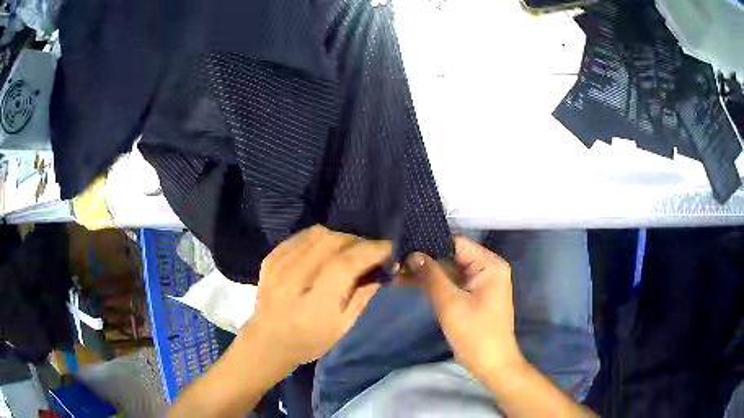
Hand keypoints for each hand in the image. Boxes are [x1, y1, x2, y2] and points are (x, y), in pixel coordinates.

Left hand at [243, 225, 390, 373]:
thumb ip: (362, 296)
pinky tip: (326, 251)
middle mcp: (292, 281)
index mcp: (313, 306)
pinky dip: (320, 238)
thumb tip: (382, 269)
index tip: (389, 248)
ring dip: (341, 238)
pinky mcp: (270, 259)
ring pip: (318, 235)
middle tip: (370, 252)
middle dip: (358, 242)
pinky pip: (301, 236)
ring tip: (350, 251)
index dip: (370, 251)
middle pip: (332, 243)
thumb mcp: (342, 328)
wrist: (267, 342)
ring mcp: (277, 267)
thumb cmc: (308, 342)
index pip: (345, 265)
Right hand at [399, 236, 523, 381]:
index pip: (457, 243)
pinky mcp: (470, 296)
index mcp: (490, 265)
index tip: (404, 245)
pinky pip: (450, 284)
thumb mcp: (451, 304)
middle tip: (395, 260)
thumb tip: (413, 254)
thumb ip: (432, 276)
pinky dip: (432, 284)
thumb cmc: (476, 333)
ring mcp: (478, 283)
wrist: (490, 364)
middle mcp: (486, 268)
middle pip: (451, 256)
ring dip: (425, 273)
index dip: (430, 243)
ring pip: (448, 271)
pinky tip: (408, 281)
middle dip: (424, 259)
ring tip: (396, 270)